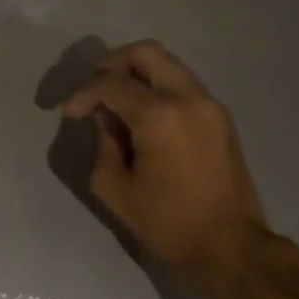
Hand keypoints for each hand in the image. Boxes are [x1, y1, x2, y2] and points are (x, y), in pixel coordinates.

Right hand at [57, 40, 268, 279]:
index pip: (110, 83)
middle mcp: (187, 97)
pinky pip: (182, 85)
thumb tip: (105, 117)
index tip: (68, 113)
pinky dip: (158, 88)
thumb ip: (103, 142)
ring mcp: (209, 104)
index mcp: (158, 114)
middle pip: (145, 52)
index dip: (82, 93)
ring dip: (137, 74)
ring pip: (167, 64)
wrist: (230, 246)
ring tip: (116, 103)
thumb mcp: (115, 187)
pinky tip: (143, 117)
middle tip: (94, 91)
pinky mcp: (221, 117)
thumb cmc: (167, 222)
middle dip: (112, 64)